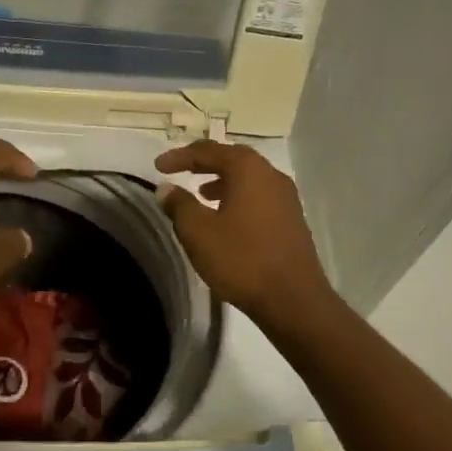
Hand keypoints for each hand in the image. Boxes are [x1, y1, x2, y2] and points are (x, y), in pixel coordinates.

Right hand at [155, 141, 333, 325]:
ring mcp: (286, 199)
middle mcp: (271, 176)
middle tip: (180, 171)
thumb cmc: (241, 259)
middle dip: (204, 163)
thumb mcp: (198, 232)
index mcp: (248, 170)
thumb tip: (166, 188)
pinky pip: (259, 197)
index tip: (158, 167)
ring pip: (248, 179)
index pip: (209, 151)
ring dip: (222, 182)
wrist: (293, 300)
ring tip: (200, 194)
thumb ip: (179, 205)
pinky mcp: (292, 221)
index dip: (180, 156)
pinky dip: (237, 198)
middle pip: (233, 159)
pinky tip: (225, 218)